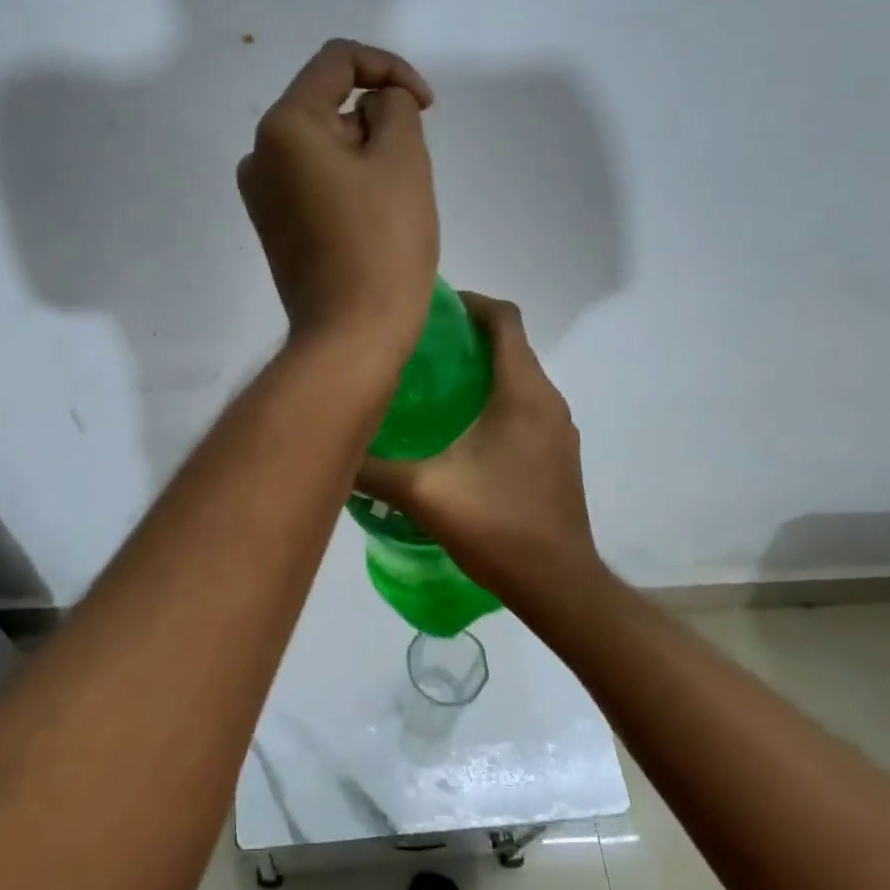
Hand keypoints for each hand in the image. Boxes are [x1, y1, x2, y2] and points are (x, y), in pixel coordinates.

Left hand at [238, 40, 437, 363]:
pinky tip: (371, 221)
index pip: (337, 61)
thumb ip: (394, 107)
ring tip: (395, 201)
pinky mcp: (273, 227)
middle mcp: (259, 154)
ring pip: (323, 146)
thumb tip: (375, 106)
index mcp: (283, 126)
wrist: (351, 336)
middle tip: (412, 166)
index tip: (427, 106)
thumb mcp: (403, 158)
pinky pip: (313, 182)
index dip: (389, 67)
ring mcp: (261, 195)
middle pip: (327, 105)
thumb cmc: (383, 244)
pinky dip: (347, 183)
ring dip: (365, 154)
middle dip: (377, 122)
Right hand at [355, 293, 602, 604]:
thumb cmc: (497, 526)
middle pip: (510, 345)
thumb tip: (329, 445)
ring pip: (518, 378)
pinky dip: (493, 400)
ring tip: (430, 385)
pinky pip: (524, 407)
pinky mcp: (557, 454)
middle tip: (416, 347)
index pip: (504, 319)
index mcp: (522, 392)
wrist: (559, 586)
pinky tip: (458, 431)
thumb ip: (372, 467)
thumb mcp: (423, 493)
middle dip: (466, 337)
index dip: (469, 302)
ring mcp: (558, 429)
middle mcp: (547, 400)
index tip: (430, 307)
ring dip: (480, 370)